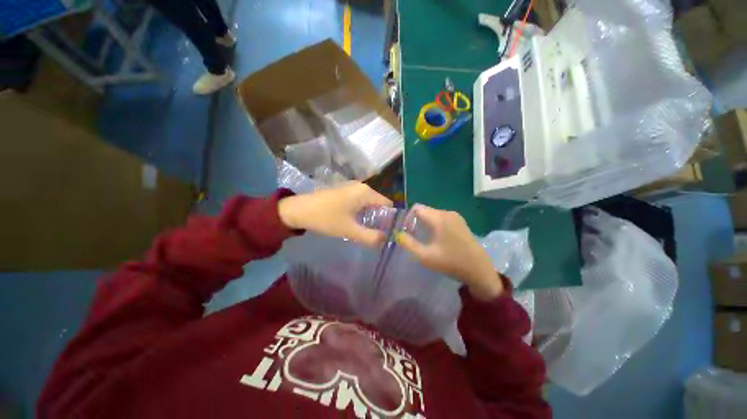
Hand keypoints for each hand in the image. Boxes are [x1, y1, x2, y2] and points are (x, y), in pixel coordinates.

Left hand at [278, 182, 392, 246]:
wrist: (297, 210)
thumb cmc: (325, 218)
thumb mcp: (349, 230)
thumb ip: (370, 237)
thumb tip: (385, 240)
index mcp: (365, 192)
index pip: (388, 205)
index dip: (390, 219)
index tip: (389, 232)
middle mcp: (361, 186)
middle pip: (379, 204)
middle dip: (380, 219)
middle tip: (378, 235)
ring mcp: (352, 188)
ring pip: (369, 203)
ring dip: (370, 216)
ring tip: (368, 231)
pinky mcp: (344, 191)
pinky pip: (360, 202)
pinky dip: (361, 212)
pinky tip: (356, 222)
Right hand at [395, 205, 502, 300]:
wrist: (479, 270)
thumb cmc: (451, 263)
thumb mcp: (425, 256)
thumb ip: (408, 244)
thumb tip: (398, 234)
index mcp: (439, 218)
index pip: (417, 208)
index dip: (408, 218)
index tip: (406, 231)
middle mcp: (447, 213)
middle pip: (425, 210)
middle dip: (416, 221)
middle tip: (413, 236)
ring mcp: (456, 217)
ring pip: (433, 214)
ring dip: (425, 223)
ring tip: (424, 238)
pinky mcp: (460, 222)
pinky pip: (441, 218)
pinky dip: (434, 224)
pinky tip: (436, 238)